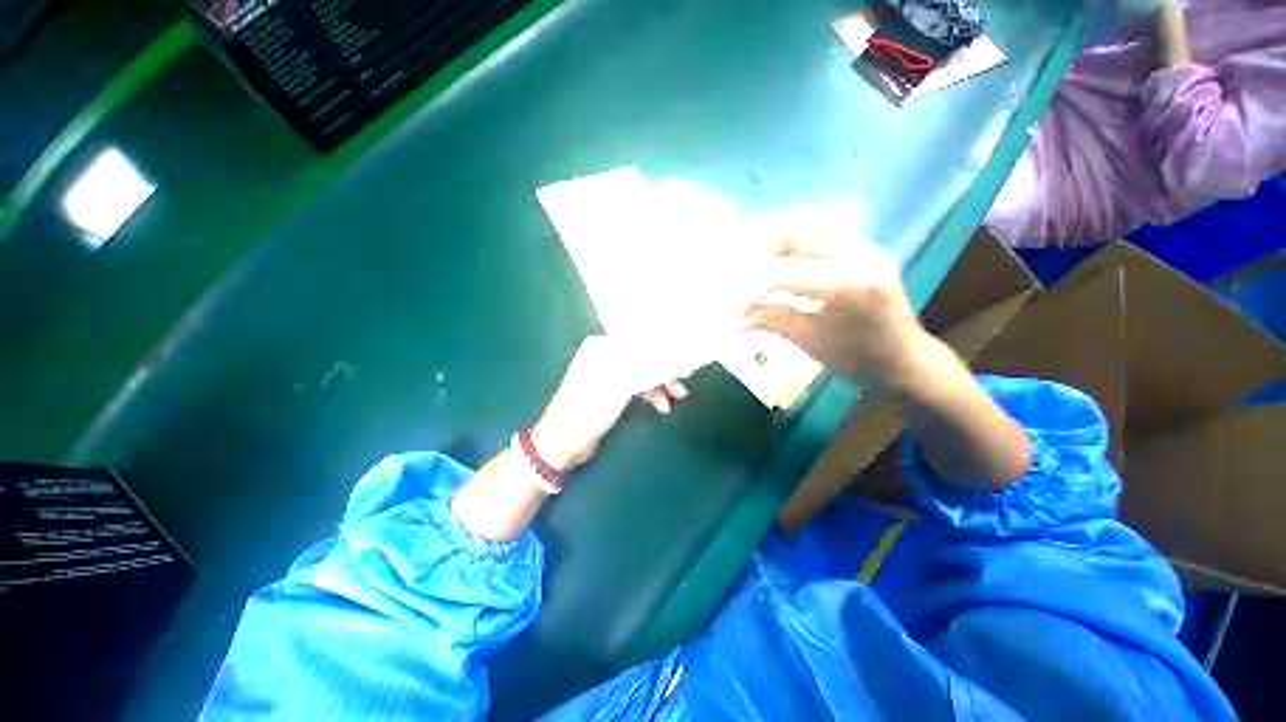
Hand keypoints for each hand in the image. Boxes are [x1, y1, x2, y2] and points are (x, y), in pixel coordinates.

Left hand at [531, 336, 687, 471]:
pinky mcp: (609, 391)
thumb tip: (664, 343)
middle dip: (663, 368)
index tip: (682, 357)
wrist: (564, 442)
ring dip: (659, 383)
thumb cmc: (590, 408)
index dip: (662, 347)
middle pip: (642, 356)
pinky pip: (635, 386)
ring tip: (677, 397)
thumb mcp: (619, 382)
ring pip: (640, 372)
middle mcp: (604, 355)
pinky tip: (661, 405)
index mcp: (601, 347)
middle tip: (683, 380)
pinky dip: (648, 393)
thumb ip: (642, 361)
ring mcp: (606, 374)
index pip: (639, 339)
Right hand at [746, 230, 928, 387]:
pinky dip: (788, 249)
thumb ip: (772, 320)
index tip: (732, 304)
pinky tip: (776, 268)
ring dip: (771, 247)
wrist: (906, 359)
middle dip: (757, 252)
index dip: (750, 287)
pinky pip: (814, 236)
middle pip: (793, 230)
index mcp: (851, 284)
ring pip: (802, 227)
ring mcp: (862, 246)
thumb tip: (736, 316)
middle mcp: (860, 253)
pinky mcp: (860, 248)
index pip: (784, 273)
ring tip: (753, 272)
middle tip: (739, 276)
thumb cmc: (859, 359)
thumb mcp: (811, 342)